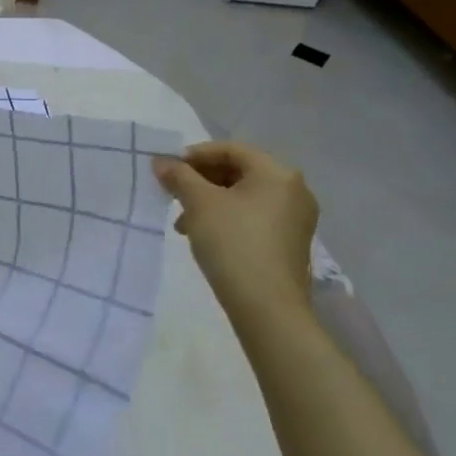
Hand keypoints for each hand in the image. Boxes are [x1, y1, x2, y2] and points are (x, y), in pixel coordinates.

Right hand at [153, 142, 318, 322]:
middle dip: (200, 180)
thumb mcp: (198, 203)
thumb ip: (179, 176)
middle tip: (173, 193)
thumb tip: (161, 162)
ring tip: (182, 222)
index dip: (195, 154)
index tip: (168, 169)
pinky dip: (225, 218)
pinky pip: (252, 217)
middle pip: (238, 171)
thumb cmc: (233, 242)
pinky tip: (203, 236)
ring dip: (209, 201)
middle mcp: (293, 191)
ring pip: (243, 196)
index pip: (231, 149)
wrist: (266, 307)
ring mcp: (294, 219)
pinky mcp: (289, 243)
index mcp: (277, 173)